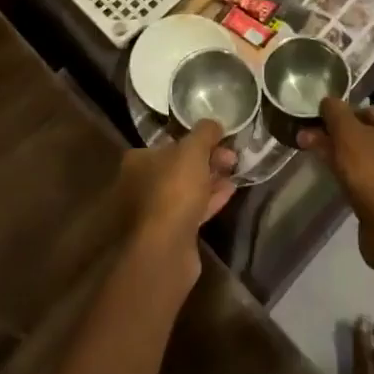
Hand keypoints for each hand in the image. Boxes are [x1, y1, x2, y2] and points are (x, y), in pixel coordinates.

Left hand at [117, 120, 236, 256]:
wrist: (164, 249)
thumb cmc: (173, 190)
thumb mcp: (193, 150)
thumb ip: (205, 132)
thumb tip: (214, 124)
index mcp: (138, 160)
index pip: (170, 143)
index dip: (197, 140)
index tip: (220, 140)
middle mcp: (140, 184)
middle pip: (179, 166)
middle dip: (207, 160)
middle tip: (232, 158)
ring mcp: (153, 212)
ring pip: (186, 189)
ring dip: (210, 180)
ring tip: (234, 173)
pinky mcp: (168, 234)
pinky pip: (191, 210)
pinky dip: (209, 200)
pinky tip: (230, 192)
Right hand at [299, 99, 373, 278]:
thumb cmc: (372, 173)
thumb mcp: (347, 134)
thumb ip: (334, 112)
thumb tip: (327, 101)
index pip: (365, 110)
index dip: (338, 116)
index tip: (317, 126)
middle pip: (366, 134)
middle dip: (337, 137)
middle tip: (310, 142)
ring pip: (368, 157)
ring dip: (343, 156)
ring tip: (319, 161)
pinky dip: (356, 176)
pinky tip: (338, 181)